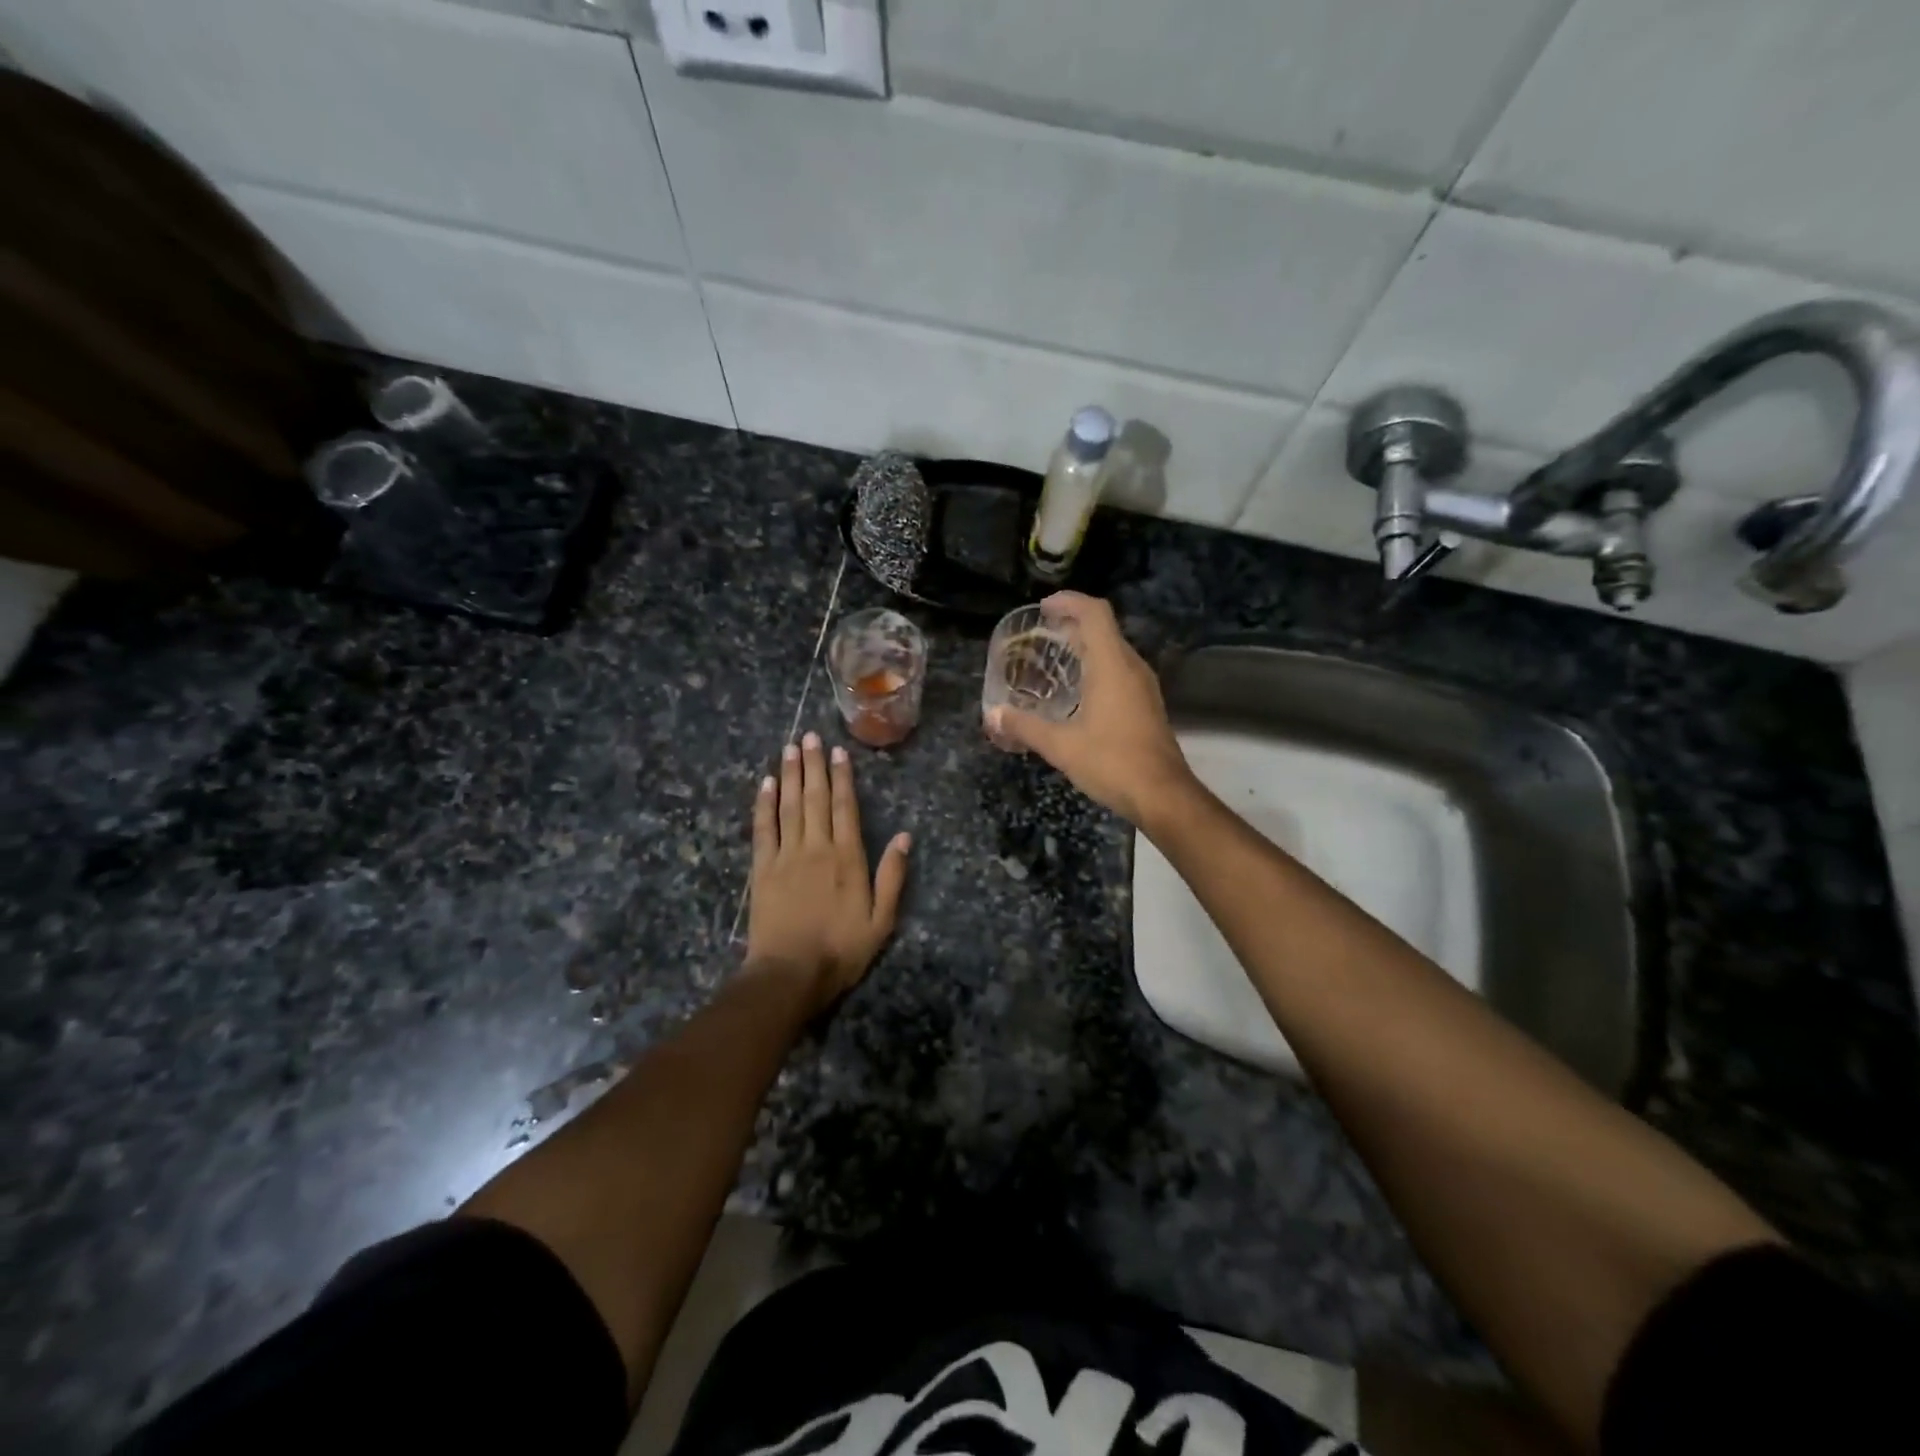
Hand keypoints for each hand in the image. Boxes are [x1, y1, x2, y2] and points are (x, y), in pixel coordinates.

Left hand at [746, 730, 910, 1013]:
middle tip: (809, 736)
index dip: (843, 777)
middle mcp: (817, 847)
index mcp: (848, 858)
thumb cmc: (841, 950)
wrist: (790, 974)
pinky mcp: (762, 869)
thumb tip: (905, 837)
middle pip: (815, 798)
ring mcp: (786, 856)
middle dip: (813, 765)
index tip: (838, 751)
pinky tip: (766, 785)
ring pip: (789, 806)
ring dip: (790, 775)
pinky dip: (764, 805)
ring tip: (790, 748)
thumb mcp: (881, 920)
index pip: (846, 807)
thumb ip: (892, 876)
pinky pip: (763, 829)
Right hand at [984, 592, 1194, 825]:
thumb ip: (1025, 727)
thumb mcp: (1061, 746)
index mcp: (1112, 665)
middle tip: (1040, 633)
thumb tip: (992, 716)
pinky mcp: (1146, 705)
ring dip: (1085, 646)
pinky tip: (1076, 691)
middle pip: (1103, 628)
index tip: (1043, 608)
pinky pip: (1119, 671)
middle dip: (1072, 623)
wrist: (1163, 795)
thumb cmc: (1112, 763)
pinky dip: (1096, 667)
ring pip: (1113, 650)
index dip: (1069, 602)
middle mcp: (1131, 667)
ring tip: (1053, 658)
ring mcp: (1143, 686)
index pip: (1095, 613)